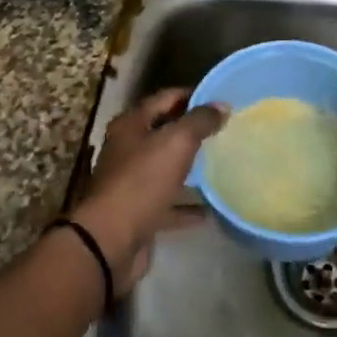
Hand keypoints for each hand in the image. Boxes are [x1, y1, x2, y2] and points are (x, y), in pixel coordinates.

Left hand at [72, 88, 224, 293]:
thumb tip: (222, 105)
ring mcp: (132, 182)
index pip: (165, 98)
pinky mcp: (139, 213)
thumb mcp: (176, 143)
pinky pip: (168, 203)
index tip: (221, 101)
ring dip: (190, 167)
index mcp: (131, 125)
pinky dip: (186, 205)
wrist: (111, 241)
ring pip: (166, 168)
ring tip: (222, 164)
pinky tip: (210, 209)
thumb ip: (200, 121)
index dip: (192, 96)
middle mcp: (128, 149)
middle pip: (164, 132)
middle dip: (192, 131)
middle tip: (225, 130)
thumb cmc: (142, 181)